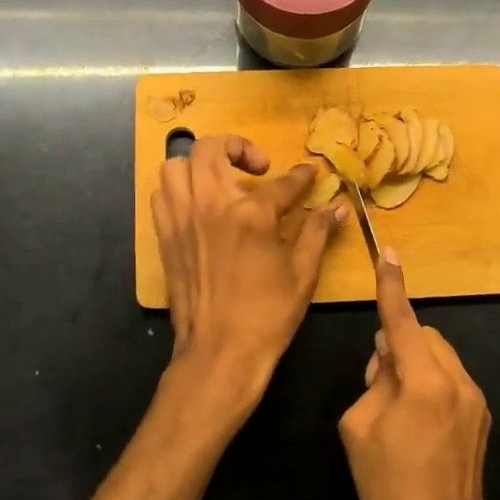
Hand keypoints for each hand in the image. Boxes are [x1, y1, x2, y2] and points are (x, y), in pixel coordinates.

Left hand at [152, 134, 342, 418]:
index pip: (281, 183)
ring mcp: (181, 219)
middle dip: (238, 147)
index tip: (309, 173)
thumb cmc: (267, 315)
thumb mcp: (302, 273)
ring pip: (177, 166)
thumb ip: (317, 231)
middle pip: (212, 149)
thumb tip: (338, 207)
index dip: (301, 176)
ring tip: (221, 180)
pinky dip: (179, 189)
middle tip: (258, 168)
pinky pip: (161, 195)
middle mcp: (210, 205)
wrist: (220, 352)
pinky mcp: (165, 237)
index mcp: (250, 214)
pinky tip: (199, 204)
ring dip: (200, 164)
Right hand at [338, 251, 490, 499]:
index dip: (392, 286)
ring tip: (397, 406)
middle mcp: (458, 381)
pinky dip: (431, 382)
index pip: (403, 321)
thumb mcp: (358, 427)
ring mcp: (476, 400)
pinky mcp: (482, 417)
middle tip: (377, 382)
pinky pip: (451, 380)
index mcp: (424, 382)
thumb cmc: (388, 486)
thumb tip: (388, 359)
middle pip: (425, 336)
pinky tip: (418, 422)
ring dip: (416, 364)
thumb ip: (373, 380)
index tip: (389, 253)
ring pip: (440, 356)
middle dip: (399, 344)